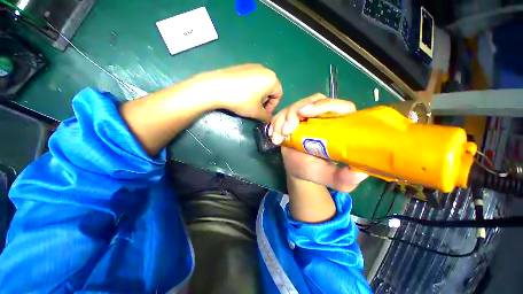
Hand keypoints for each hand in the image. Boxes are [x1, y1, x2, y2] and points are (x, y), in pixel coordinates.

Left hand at [197, 64, 282, 121]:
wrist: (217, 87)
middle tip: (256, 109)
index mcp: (272, 79)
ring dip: (258, 96)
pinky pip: (252, 79)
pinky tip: (241, 94)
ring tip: (248, 103)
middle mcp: (264, 69)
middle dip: (265, 101)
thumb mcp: (256, 112)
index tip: (264, 114)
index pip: (278, 95)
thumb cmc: (242, 100)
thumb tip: (268, 120)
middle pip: (270, 89)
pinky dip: (251, 89)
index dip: (272, 107)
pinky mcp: (242, 66)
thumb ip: (266, 117)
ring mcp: (252, 66)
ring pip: (261, 84)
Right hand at [269, 94, 367, 191]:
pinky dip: (275, 122)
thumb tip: (360, 173)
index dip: (325, 105)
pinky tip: (273, 136)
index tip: (306, 114)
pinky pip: (283, 114)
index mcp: (339, 126)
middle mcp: (323, 117)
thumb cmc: (315, 171)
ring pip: (295, 106)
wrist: (297, 169)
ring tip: (277, 138)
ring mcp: (306, 116)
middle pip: (313, 101)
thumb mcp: (333, 178)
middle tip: (286, 130)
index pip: (340, 107)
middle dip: (295, 112)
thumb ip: (345, 178)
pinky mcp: (293, 119)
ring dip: (283, 119)